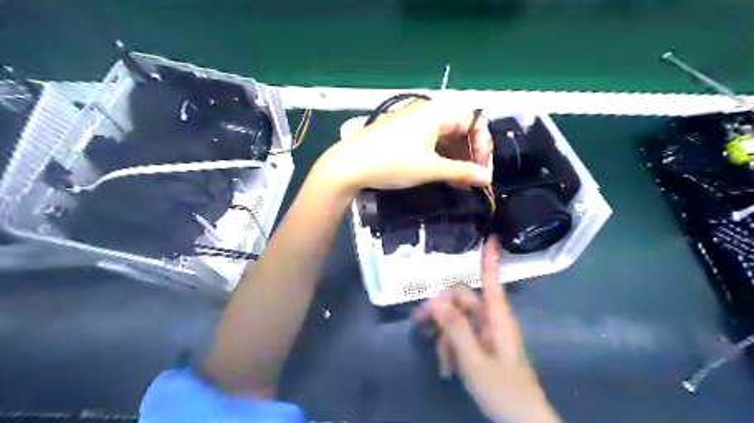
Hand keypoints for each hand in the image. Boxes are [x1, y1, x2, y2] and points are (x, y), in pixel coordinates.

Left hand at [316, 99, 496, 193]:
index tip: (483, 172)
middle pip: (461, 129)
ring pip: (446, 137)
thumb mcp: (430, 168)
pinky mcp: (404, 133)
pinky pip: (431, 142)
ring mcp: (414, 121)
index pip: (475, 122)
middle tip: (473, 179)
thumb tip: (487, 179)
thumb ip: (461, 172)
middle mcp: (428, 111)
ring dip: (456, 158)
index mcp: (438, 112)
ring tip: (460, 182)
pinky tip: (444, 175)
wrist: (349, 165)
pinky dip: (441, 157)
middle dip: (471, 154)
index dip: (483, 147)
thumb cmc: (392, 162)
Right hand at [411, 238, 558, 422]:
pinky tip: (446, 367)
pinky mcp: (482, 348)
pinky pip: (462, 337)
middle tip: (419, 320)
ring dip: (445, 336)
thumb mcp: (474, 360)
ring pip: (459, 321)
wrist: (522, 422)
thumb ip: (456, 329)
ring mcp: (487, 335)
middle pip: (464, 301)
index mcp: (497, 318)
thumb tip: (435, 300)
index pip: (492, 281)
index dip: (490, 260)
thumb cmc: (503, 390)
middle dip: (442, 309)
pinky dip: (451, 348)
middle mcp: (492, 321)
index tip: (490, 237)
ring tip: (440, 359)